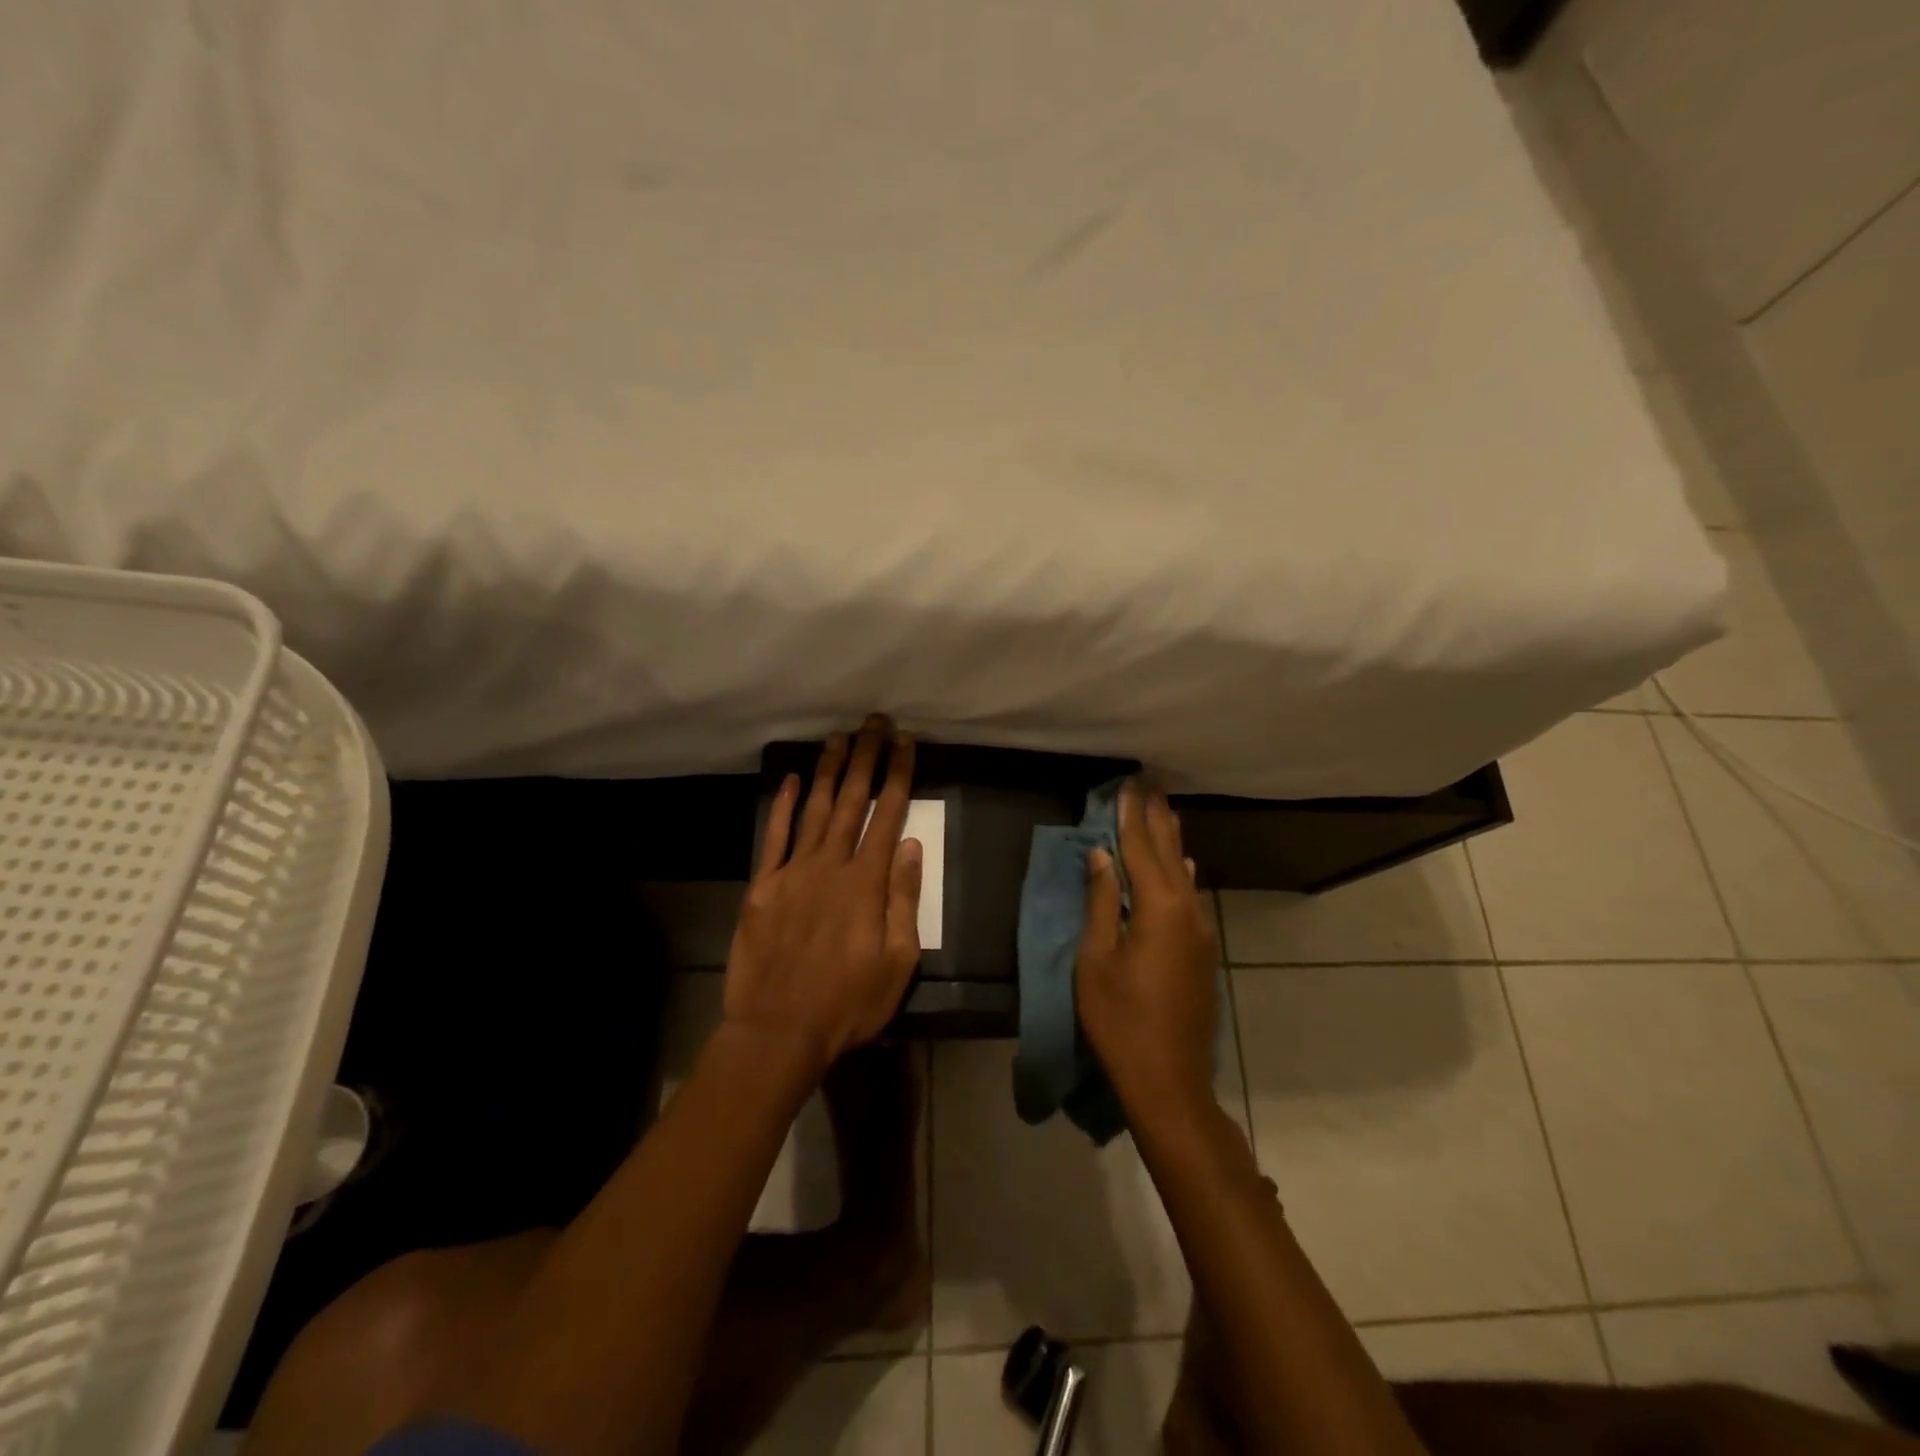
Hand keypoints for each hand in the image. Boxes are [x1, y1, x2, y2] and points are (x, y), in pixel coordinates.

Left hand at [724, 715, 923, 1072]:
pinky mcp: (763, 885)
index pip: (889, 815)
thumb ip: (903, 899)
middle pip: (852, 801)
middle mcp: (830, 865)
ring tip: (840, 737)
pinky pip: (775, 836)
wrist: (778, 1030)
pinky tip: (793, 779)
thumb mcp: (897, 961)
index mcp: (866, 883)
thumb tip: (910, 846)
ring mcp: (792, 872)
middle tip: (875, 722)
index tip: (905, 743)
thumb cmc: (848, 1002)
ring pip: (815, 809)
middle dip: (866, 757)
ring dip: (829, 770)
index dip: (898, 775)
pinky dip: (784, 805)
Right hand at [1075, 780, 1218, 1111]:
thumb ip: (1101, 902)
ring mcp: (1199, 932)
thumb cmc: (1120, 1019)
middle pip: (1167, 853)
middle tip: (1149, 785)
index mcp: (1157, 908)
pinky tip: (1182, 865)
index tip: (1126, 785)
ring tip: (1162, 812)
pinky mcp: (1202, 951)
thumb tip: (1102, 856)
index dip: (1130, 816)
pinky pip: (1190, 896)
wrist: (1169, 1078)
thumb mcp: (1096, 959)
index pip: (1139, 849)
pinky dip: (1180, 873)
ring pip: (1182, 873)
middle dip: (1156, 819)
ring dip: (1169, 841)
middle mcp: (1186, 911)